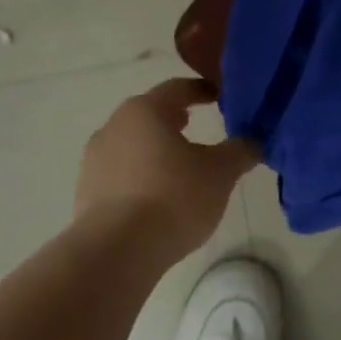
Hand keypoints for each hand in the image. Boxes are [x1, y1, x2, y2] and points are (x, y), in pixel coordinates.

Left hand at [75, 78, 257, 262]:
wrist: (116, 250)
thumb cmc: (173, 197)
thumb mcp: (221, 173)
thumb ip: (240, 151)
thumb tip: (253, 141)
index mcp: (145, 111)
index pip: (177, 89)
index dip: (202, 91)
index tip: (220, 97)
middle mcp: (114, 126)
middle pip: (150, 115)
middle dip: (176, 120)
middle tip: (200, 128)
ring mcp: (94, 160)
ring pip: (133, 144)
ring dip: (157, 150)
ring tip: (181, 167)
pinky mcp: (86, 192)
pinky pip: (121, 173)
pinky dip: (141, 176)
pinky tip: (158, 196)